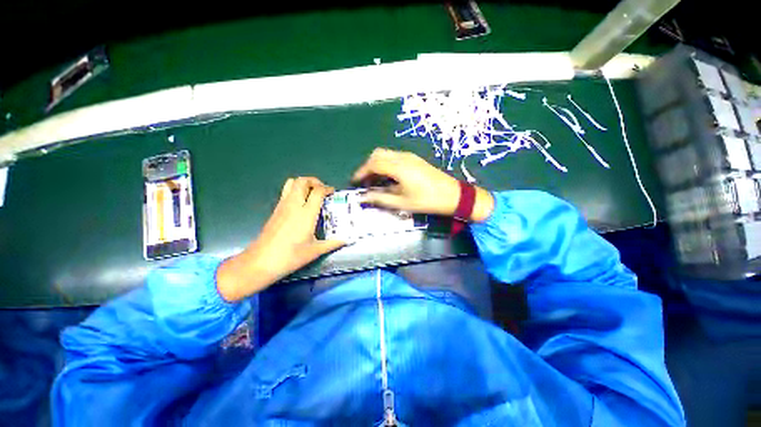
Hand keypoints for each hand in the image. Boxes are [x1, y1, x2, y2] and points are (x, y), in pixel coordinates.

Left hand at [216, 177, 344, 301]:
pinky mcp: (275, 210)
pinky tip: (301, 204)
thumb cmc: (290, 256)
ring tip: (311, 193)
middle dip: (314, 181)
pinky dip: (295, 190)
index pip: (318, 191)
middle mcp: (294, 205)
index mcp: (306, 213)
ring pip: (292, 183)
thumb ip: (332, 244)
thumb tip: (345, 241)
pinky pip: (286, 192)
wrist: (261, 261)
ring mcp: (282, 206)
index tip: (332, 192)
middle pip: (303, 181)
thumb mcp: (315, 251)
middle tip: (322, 190)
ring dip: (303, 183)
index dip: (327, 188)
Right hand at [352, 148, 493, 220]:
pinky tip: (387, 177)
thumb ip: (381, 199)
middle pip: (378, 154)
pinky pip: (394, 157)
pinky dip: (386, 164)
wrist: (453, 195)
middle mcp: (402, 157)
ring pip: (386, 154)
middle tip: (364, 182)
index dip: (361, 172)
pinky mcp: (415, 159)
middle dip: (367, 166)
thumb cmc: (427, 201)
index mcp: (398, 167)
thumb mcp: (402, 203)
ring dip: (377, 165)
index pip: (373, 164)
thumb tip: (364, 197)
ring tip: (374, 181)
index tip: (354, 182)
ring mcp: (410, 157)